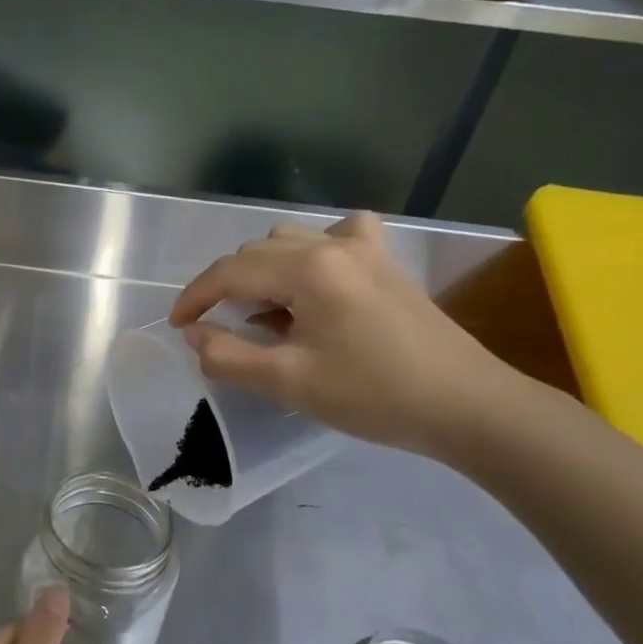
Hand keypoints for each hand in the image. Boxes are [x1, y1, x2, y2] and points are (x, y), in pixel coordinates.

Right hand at [169, 211, 521, 457]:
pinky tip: (314, 279)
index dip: (195, 297)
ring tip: (260, 312)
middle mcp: (332, 245)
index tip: (177, 327)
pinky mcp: (386, 263)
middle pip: (256, 252)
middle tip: (215, 328)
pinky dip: (310, 253)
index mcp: (308, 269)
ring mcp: (365, 249)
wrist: (465, 405)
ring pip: (290, 240)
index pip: (230, 272)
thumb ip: (228, 356)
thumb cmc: (373, 395)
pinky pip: (337, 237)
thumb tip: (195, 334)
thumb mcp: (288, 383)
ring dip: (262, 270)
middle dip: (225, 286)